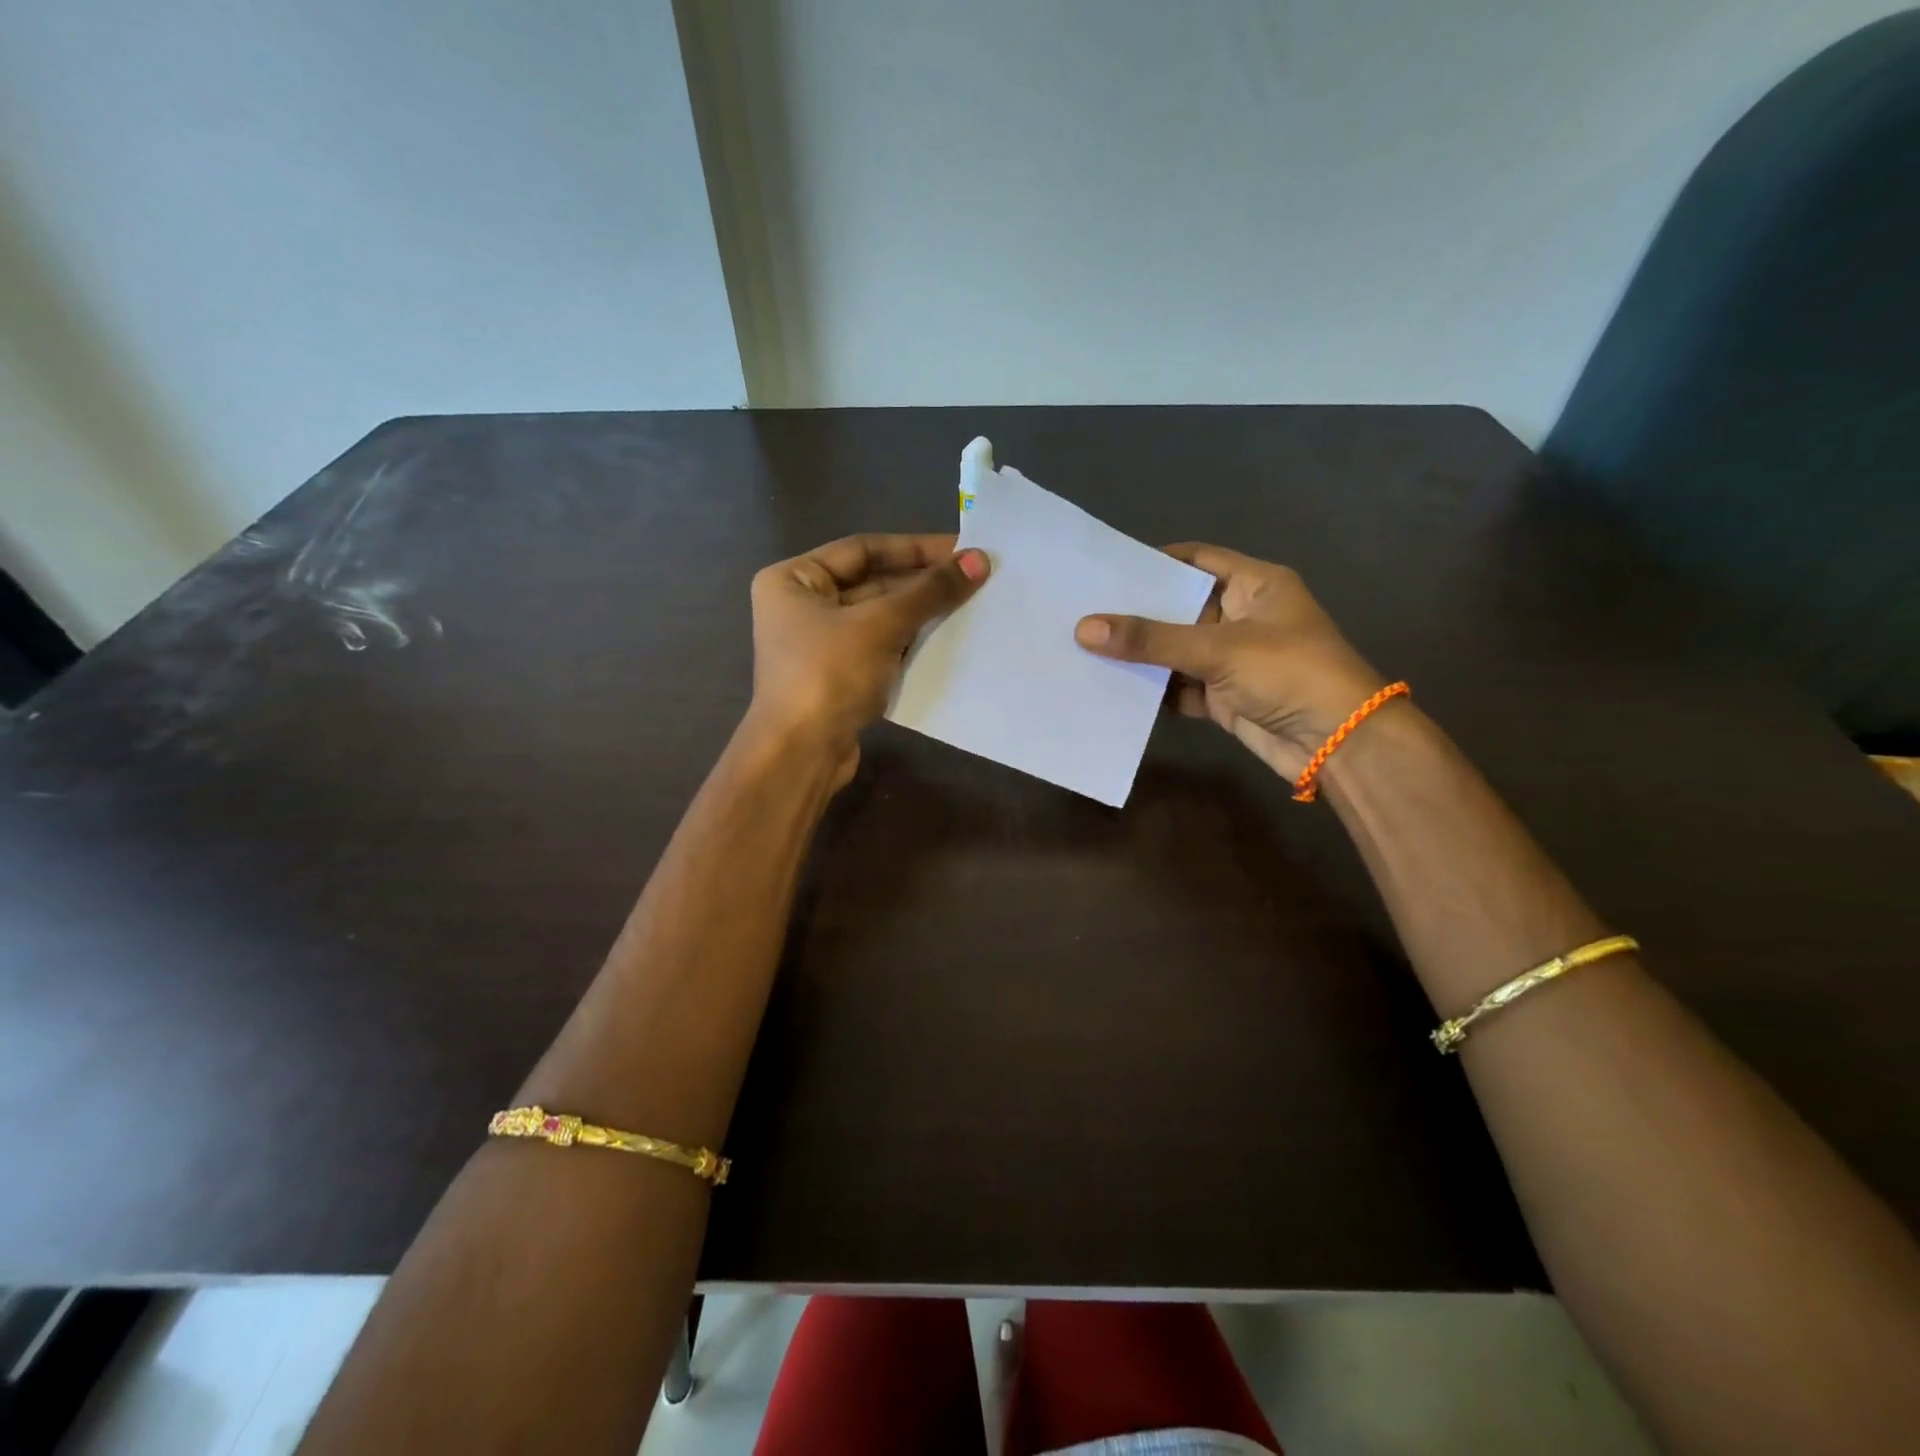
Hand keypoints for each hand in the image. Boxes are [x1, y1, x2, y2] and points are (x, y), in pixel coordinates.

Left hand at [748, 533, 989, 783]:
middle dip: (922, 583)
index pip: (863, 549)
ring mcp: (820, 645)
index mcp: (794, 579)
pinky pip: (881, 647)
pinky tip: (948, 639)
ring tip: (971, 605)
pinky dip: (911, 642)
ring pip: (880, 617)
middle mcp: (802, 606)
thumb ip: (930, 591)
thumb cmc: (829, 675)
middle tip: (974, 577)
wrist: (801, 754)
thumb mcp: (881, 625)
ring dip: (921, 613)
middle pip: (872, 582)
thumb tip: (979, 559)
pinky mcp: (839, 677)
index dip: (915, 548)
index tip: (962, 548)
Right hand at [1075, 543, 1385, 778]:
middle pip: (1179, 607)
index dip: (1154, 561)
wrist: (1337, 743)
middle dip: (1136, 612)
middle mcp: (1241, 616)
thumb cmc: (1288, 672)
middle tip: (1082, 608)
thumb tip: (1083, 627)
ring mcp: (1232, 659)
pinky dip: (1152, 689)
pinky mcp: (1223, 696)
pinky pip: (1178, 686)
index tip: (1106, 569)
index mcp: (1254, 585)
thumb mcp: (1218, 648)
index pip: (1196, 559)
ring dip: (1139, 654)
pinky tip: (1110, 686)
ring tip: (1083, 646)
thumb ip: (1151, 639)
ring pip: (1175, 650)